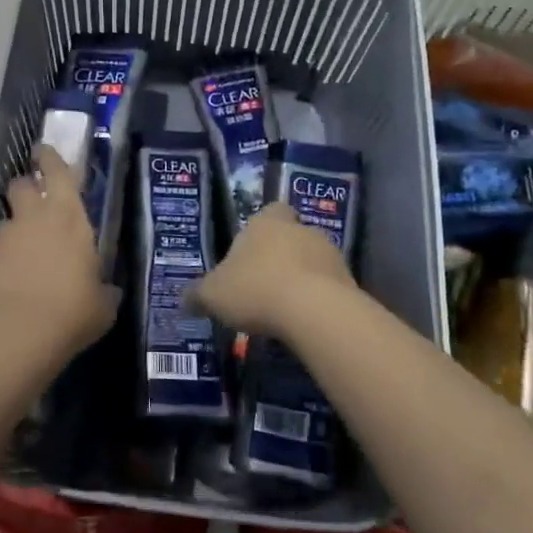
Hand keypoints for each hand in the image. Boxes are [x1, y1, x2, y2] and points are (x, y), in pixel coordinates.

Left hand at [0, 146, 120, 362]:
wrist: (18, 332)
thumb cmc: (72, 310)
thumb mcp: (103, 304)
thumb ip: (104, 289)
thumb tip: (108, 290)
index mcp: (69, 216)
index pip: (57, 171)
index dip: (49, 158)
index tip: (44, 152)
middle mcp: (35, 217)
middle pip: (22, 184)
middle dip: (27, 187)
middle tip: (36, 201)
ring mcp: (6, 237)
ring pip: (7, 217)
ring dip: (16, 226)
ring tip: (26, 251)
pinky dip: (4, 256)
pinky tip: (14, 278)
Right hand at [189, 203, 354, 337]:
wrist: (314, 311)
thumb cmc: (255, 289)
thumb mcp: (213, 295)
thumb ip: (198, 295)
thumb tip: (183, 300)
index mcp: (266, 222)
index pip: (270, 211)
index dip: (262, 228)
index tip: (253, 250)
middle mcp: (300, 229)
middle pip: (291, 236)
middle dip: (281, 256)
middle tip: (264, 284)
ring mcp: (329, 254)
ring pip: (313, 261)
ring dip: (302, 278)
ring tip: (284, 308)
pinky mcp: (349, 281)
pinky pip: (330, 287)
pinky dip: (318, 300)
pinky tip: (305, 322)